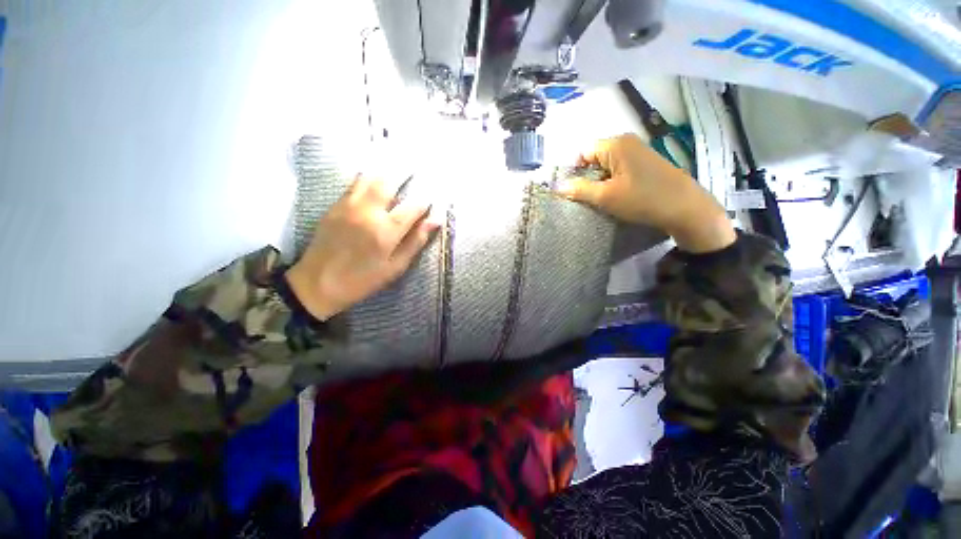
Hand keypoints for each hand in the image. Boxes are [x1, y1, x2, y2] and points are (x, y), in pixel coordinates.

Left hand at [285, 175, 438, 319]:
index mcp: (386, 230)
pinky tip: (374, 179)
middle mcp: (368, 212)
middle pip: (388, 183)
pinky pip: (354, 184)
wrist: (317, 283)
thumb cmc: (363, 279)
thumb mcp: (395, 267)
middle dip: (404, 174)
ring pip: (369, 178)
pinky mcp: (335, 206)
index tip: (431, 200)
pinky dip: (367, 178)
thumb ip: (415, 241)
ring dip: (385, 172)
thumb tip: (434, 221)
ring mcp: (348, 206)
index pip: (412, 207)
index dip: (424, 202)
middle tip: (415, 168)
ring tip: (396, 169)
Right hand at [556, 134, 735, 252]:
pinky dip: (614, 181)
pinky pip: (620, 168)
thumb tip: (557, 186)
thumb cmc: (642, 200)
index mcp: (615, 144)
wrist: (686, 208)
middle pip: (594, 157)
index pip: (582, 152)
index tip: (574, 191)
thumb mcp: (606, 197)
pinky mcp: (646, 162)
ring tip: (603, 199)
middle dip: (587, 177)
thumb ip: (579, 190)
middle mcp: (627, 141)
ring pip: (607, 164)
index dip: (574, 171)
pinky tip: (618, 196)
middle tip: (589, 197)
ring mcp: (639, 151)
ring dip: (601, 181)